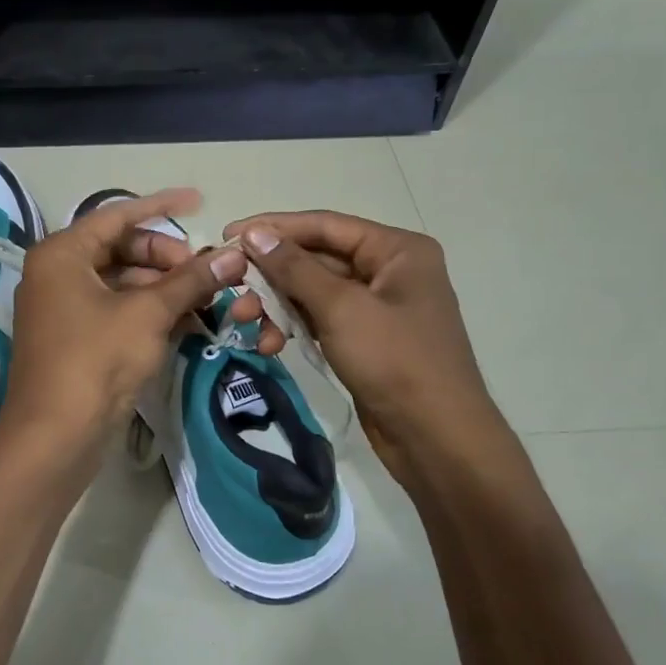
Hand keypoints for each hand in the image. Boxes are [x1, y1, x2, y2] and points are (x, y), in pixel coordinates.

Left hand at [2, 189, 258, 463]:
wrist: (55, 436)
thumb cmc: (97, 359)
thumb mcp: (149, 313)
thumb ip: (191, 279)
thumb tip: (234, 254)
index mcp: (62, 253)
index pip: (118, 215)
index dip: (162, 206)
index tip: (200, 202)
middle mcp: (57, 273)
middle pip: (120, 249)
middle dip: (166, 257)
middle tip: (205, 272)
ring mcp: (64, 308)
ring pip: (122, 282)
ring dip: (163, 288)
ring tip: (205, 300)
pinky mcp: (75, 339)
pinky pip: (117, 310)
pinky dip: (149, 312)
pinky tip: (187, 322)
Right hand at [221, 210, 501, 482]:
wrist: (436, 439)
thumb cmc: (395, 362)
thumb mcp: (341, 308)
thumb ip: (295, 268)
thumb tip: (255, 234)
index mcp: (397, 250)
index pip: (325, 225)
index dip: (274, 227)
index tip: (229, 235)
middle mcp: (389, 270)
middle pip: (316, 258)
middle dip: (271, 275)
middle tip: (230, 287)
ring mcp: (377, 307)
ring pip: (313, 292)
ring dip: (277, 305)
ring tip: (246, 323)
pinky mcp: (365, 339)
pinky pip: (320, 319)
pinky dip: (293, 327)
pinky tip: (268, 345)